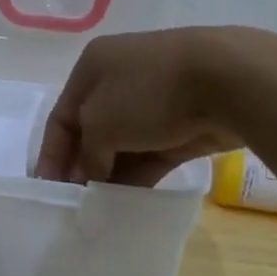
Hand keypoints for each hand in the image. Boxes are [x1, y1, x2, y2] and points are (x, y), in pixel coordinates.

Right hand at [34, 27, 241, 185]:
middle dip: (82, 166)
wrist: (228, 80)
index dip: (52, 154)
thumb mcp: (100, 123)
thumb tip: (95, 175)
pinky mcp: (183, 123)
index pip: (61, 116)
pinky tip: (129, 203)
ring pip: (123, 145)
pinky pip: (151, 154)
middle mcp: (120, 79)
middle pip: (91, 131)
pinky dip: (139, 175)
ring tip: (100, 208)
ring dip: (110, 174)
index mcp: (93, 66)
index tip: (48, 189)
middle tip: (76, 202)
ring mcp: (155, 101)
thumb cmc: (149, 93)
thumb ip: (89, 154)